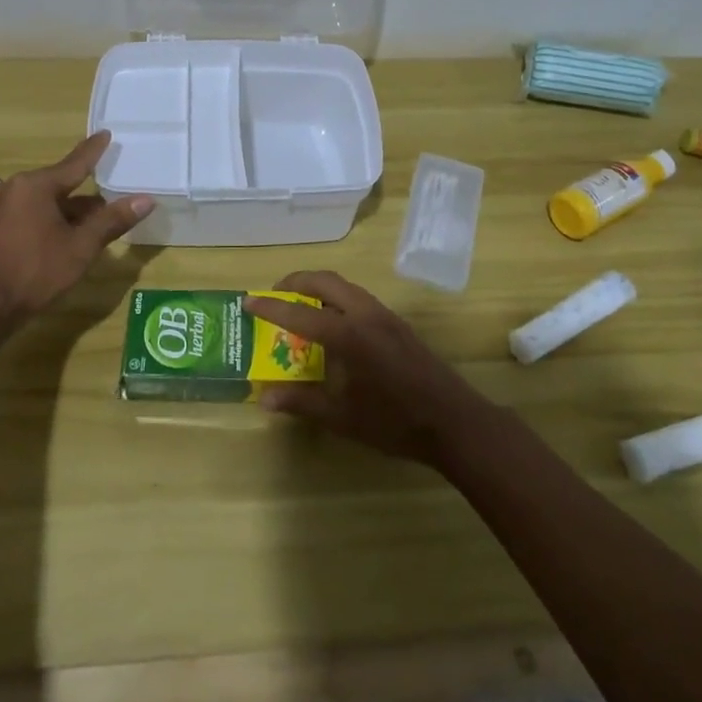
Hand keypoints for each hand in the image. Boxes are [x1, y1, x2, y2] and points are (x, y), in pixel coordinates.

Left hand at [0, 132, 152, 335]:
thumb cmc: (33, 272)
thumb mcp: (80, 247)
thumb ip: (112, 221)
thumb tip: (146, 199)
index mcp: (34, 185)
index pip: (74, 164)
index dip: (93, 151)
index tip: (106, 134)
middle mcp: (12, 189)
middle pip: (58, 185)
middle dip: (85, 197)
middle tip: (111, 202)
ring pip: (42, 203)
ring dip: (67, 213)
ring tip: (92, 226)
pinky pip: (27, 215)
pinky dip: (48, 221)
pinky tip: (62, 238)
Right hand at [245, 271, 486, 466]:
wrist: (453, 421)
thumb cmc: (394, 421)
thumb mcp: (342, 417)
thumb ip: (302, 402)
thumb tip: (264, 397)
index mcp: (348, 334)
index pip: (300, 312)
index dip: (271, 306)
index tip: (248, 301)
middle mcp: (365, 314)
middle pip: (325, 280)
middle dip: (296, 281)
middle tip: (274, 295)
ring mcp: (385, 315)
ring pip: (345, 286)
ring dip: (318, 288)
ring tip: (300, 307)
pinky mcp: (397, 323)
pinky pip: (359, 298)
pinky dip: (337, 298)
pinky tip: (333, 325)